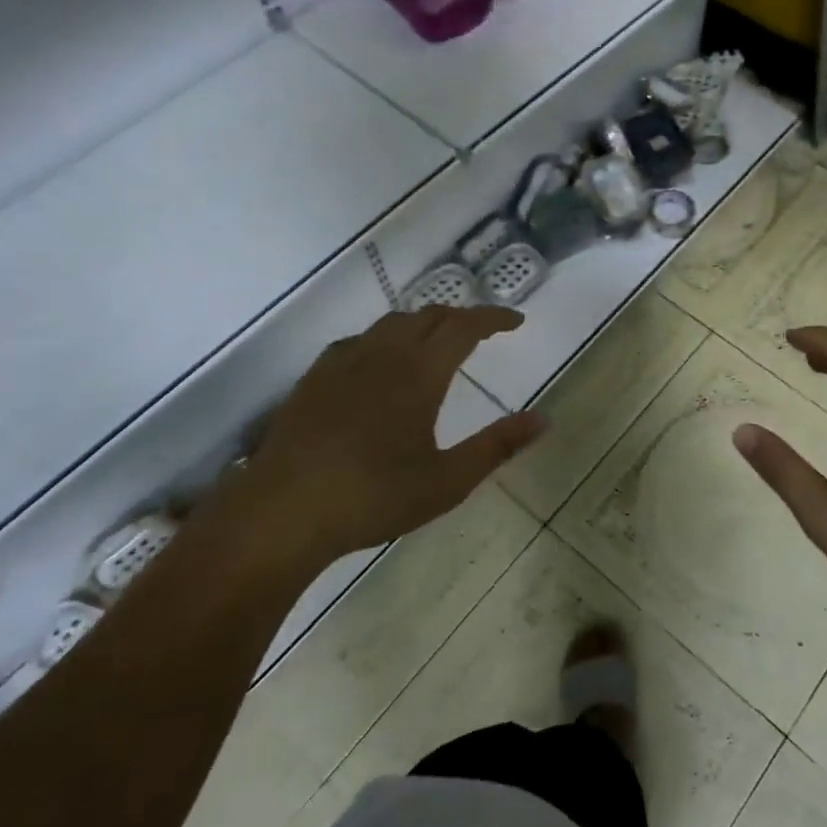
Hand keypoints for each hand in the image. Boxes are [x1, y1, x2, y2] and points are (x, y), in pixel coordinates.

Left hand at [207, 307, 545, 572]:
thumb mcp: (447, 481)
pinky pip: (361, 340)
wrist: (283, 511)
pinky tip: (382, 364)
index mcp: (420, 373)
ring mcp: (344, 362)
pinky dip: (387, 339)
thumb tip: (543, 419)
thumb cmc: (373, 497)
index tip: (516, 322)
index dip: (494, 318)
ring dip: (424, 324)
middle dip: (461, 317)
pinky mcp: (316, 377)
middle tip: (483, 334)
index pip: (464, 326)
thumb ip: (497, 446)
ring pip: (392, 323)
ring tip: (438, 343)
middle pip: (429, 316)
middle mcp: (383, 354)